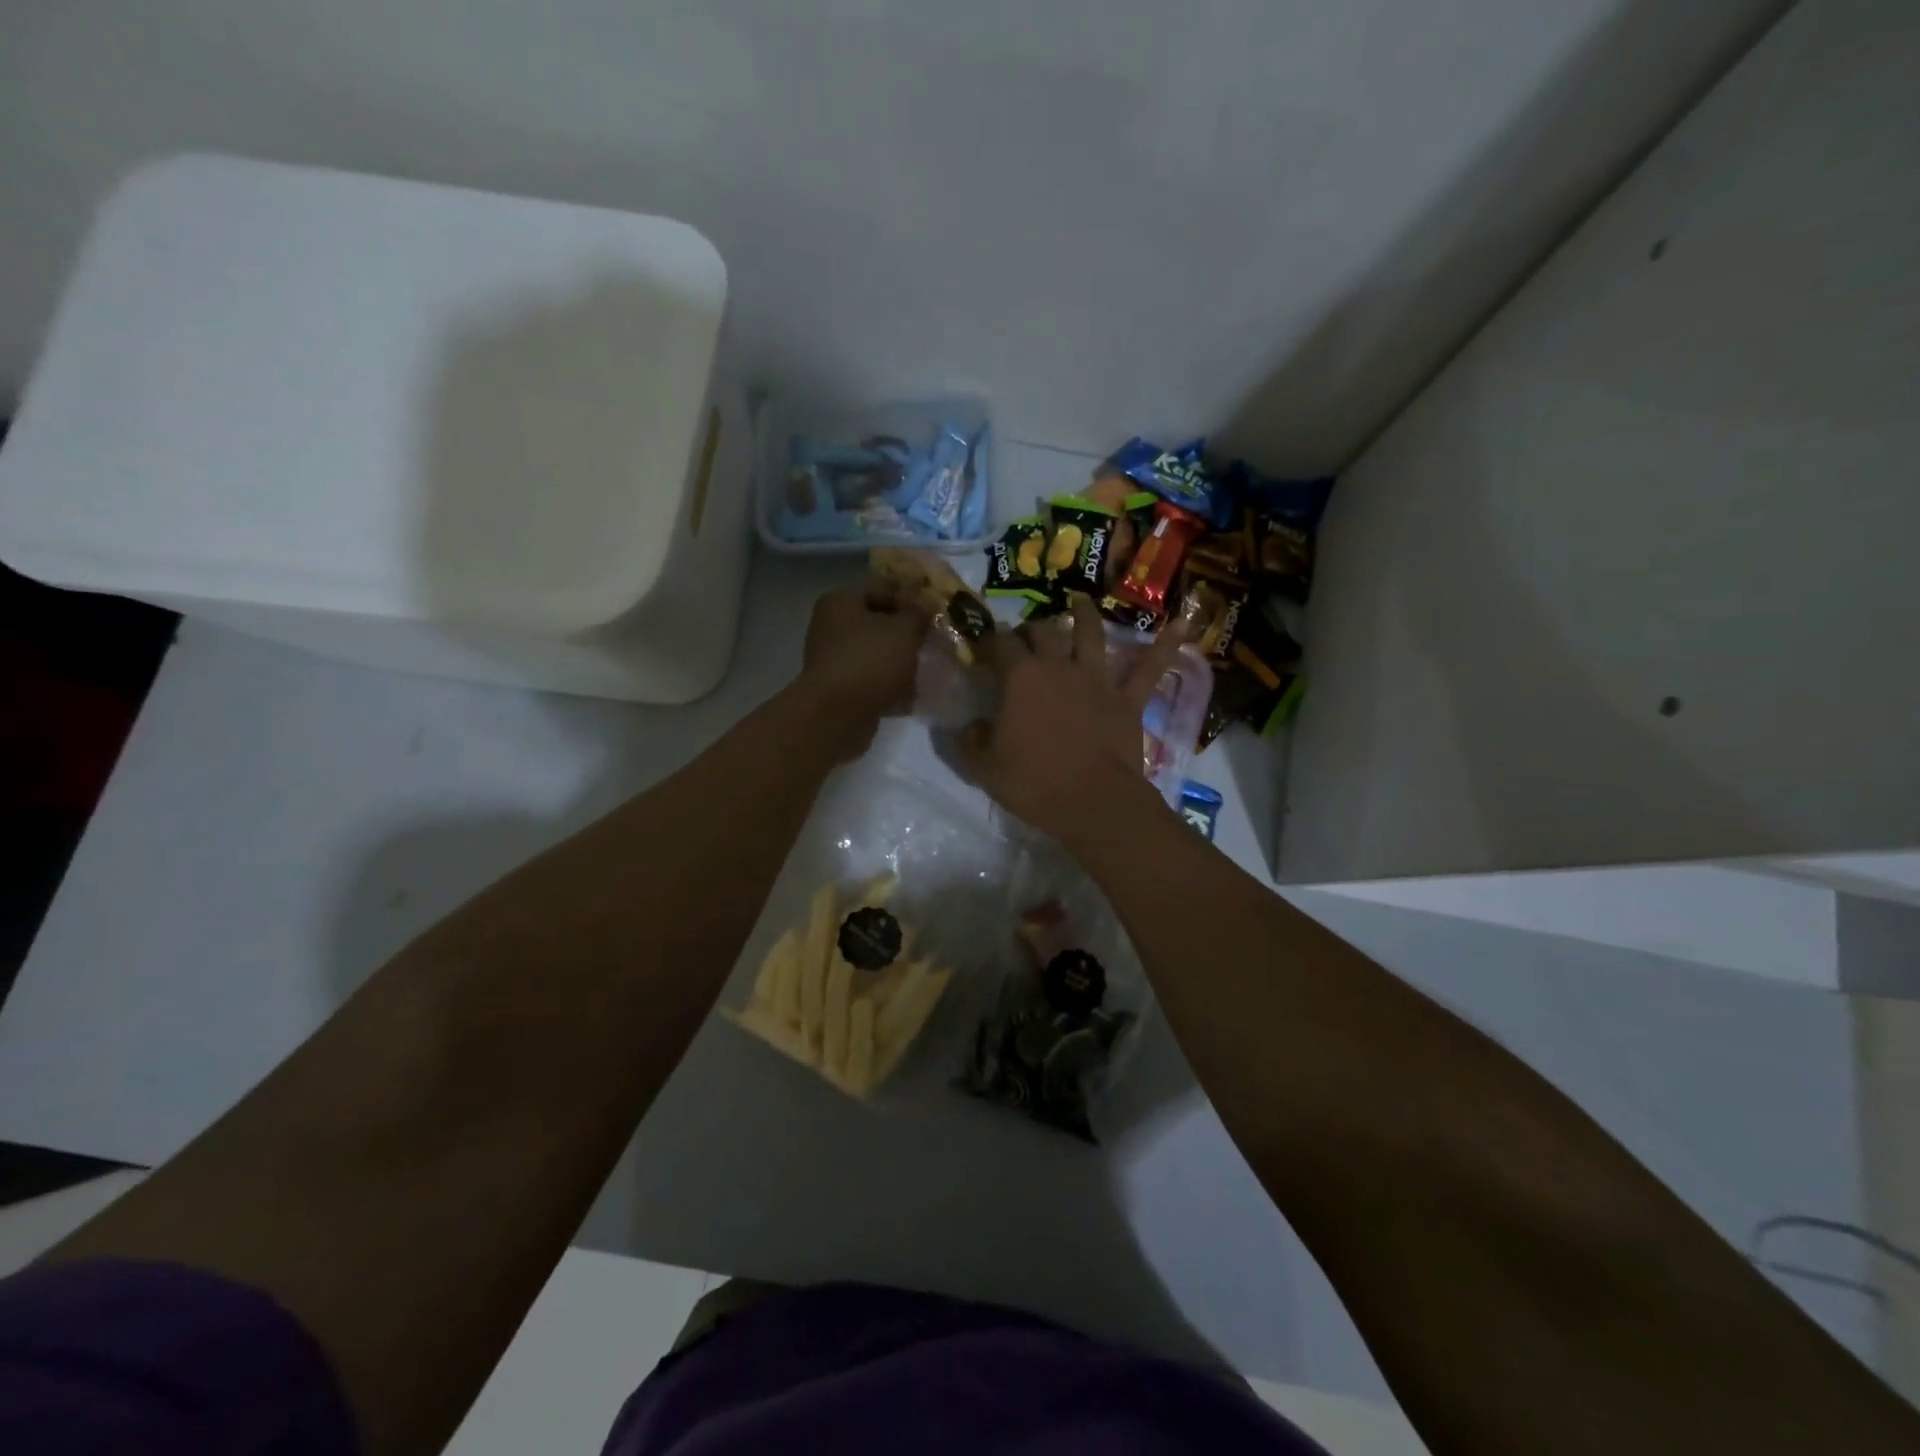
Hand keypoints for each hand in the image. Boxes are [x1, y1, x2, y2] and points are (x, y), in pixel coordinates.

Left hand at [797, 578, 930, 758]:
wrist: (836, 716)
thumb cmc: (870, 661)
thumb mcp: (904, 629)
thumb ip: (919, 612)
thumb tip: (927, 604)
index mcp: (841, 601)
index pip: (883, 585)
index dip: (913, 595)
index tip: (937, 610)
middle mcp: (832, 625)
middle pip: (879, 620)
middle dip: (909, 630)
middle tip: (936, 639)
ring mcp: (835, 659)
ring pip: (878, 651)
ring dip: (903, 659)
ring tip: (930, 666)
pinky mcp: (842, 688)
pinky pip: (873, 679)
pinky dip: (893, 684)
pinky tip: (916, 693)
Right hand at [959, 593, 1182, 842]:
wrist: (1093, 803)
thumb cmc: (1034, 784)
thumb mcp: (985, 768)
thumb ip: (970, 742)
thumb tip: (966, 726)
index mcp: (1021, 679)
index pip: (1000, 645)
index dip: (988, 641)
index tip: (981, 646)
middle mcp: (1059, 668)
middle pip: (1043, 632)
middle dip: (1029, 628)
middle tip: (1023, 635)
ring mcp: (1097, 681)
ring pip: (1091, 635)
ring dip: (1084, 615)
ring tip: (1079, 601)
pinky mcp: (1128, 699)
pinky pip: (1150, 669)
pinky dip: (1166, 646)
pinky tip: (1182, 625)